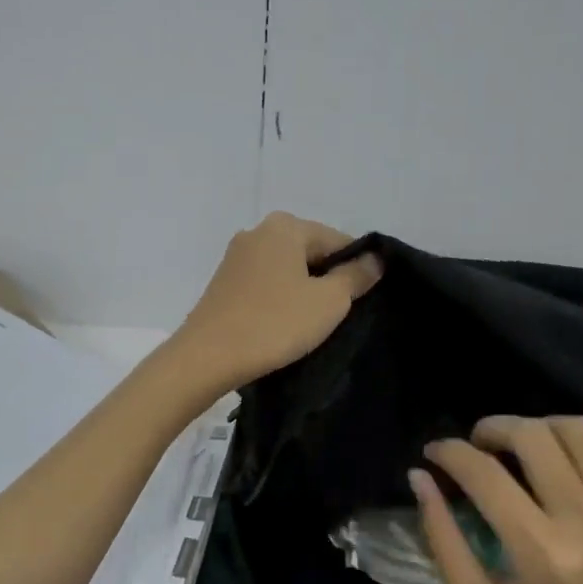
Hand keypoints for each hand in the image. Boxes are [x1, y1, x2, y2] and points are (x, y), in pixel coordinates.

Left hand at [173, 213, 382, 392]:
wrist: (207, 357)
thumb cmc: (274, 324)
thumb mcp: (329, 301)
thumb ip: (356, 276)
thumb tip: (375, 258)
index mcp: (285, 226)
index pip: (338, 240)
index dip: (355, 270)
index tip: (360, 302)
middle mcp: (257, 232)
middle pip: (310, 253)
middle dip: (327, 280)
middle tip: (336, 317)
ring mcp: (236, 257)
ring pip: (286, 270)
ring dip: (302, 293)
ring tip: (309, 326)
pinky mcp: (223, 283)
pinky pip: (265, 285)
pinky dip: (278, 301)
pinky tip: (282, 326)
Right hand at [411, 416, 582, 583]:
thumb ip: (442, 538)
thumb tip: (419, 478)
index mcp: (539, 554)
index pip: (485, 474)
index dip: (449, 453)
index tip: (432, 453)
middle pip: (534, 437)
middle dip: (492, 428)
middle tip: (475, 445)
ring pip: (582, 432)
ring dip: (540, 426)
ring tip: (520, 446)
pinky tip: (568, 450)